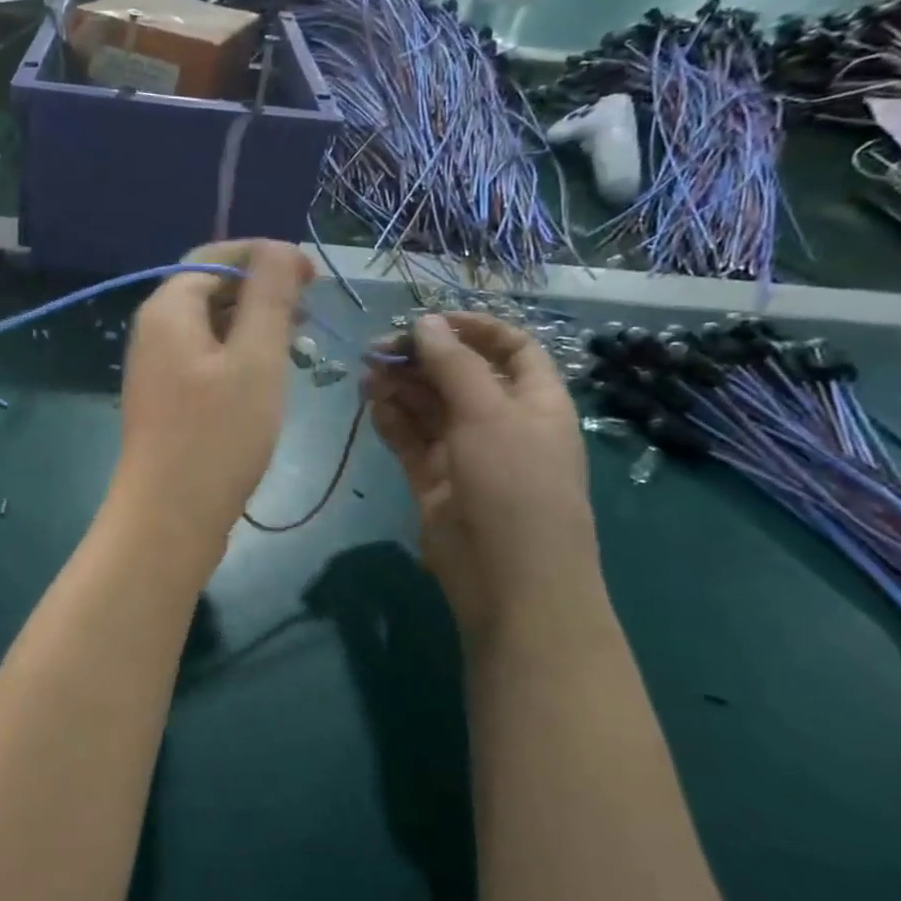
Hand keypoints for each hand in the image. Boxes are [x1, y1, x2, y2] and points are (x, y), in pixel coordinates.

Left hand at [108, 241, 313, 563]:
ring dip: (253, 324)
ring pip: (211, 327)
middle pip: (210, 289)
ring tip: (296, 343)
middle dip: (261, 291)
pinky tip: (267, 377)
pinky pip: (206, 359)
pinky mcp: (167, 400)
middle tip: (309, 312)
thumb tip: (278, 247)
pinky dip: (239, 355)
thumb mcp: (256, 359)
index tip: (312, 278)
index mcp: (168, 309)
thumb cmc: (217, 437)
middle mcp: (154, 331)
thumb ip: (269, 297)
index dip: (265, 256)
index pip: (216, 256)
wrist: (168, 519)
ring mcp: (157, 368)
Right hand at [365, 312, 596, 638]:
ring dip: (399, 386)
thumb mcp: (489, 414)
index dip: (472, 329)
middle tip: (376, 349)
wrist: (509, 579)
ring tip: (366, 375)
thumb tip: (425, 323)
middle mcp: (501, 421)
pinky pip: (410, 439)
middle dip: (420, 358)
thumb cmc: (514, 484)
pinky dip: (391, 420)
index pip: (509, 348)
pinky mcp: (434, 479)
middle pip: (458, 375)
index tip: (427, 320)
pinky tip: (371, 404)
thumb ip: (453, 365)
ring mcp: (465, 452)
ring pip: (428, 406)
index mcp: (534, 400)